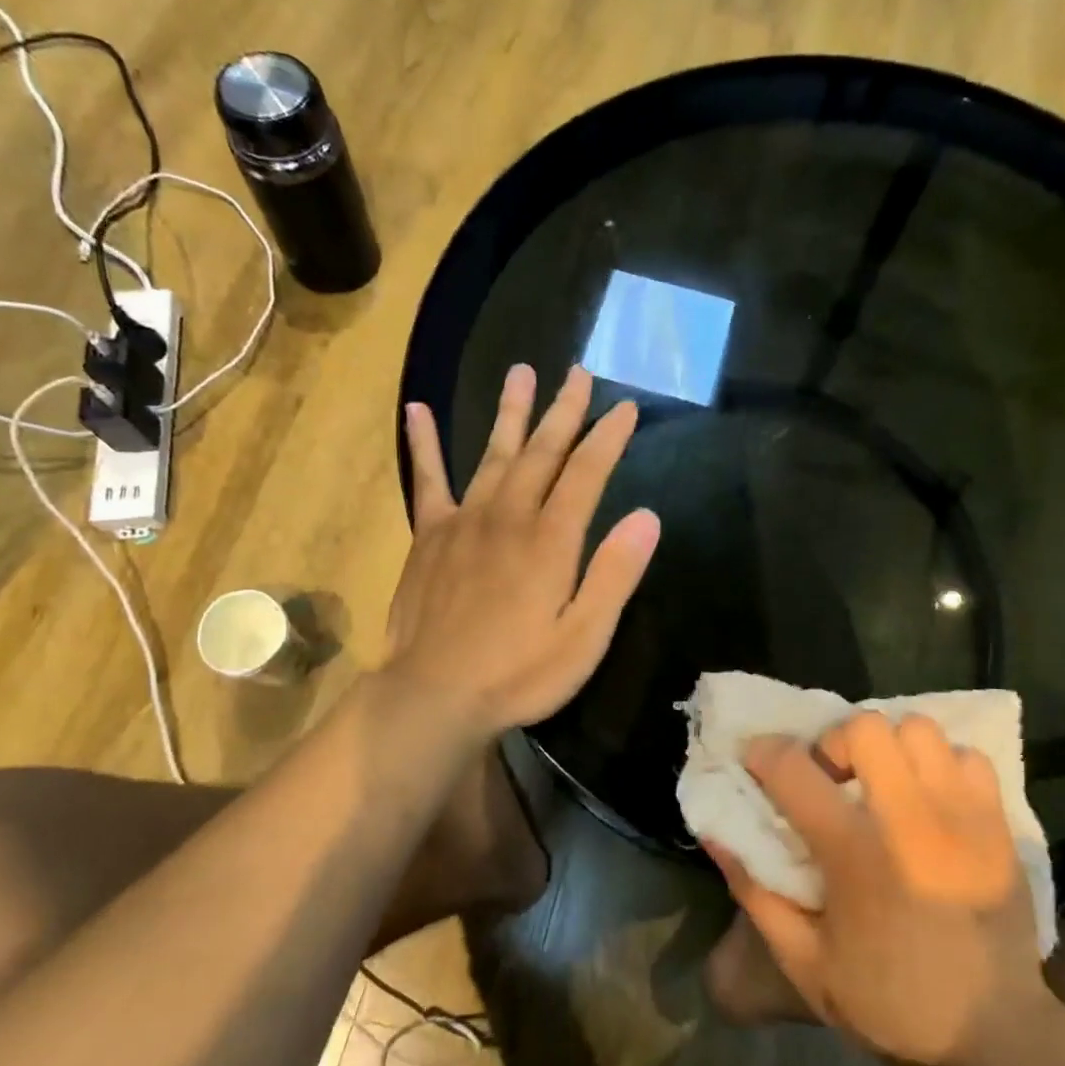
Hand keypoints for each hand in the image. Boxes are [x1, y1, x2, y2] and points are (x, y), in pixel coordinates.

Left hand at [387, 363, 660, 740]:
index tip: (626, 406)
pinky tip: (417, 410)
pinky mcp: (429, 536)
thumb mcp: (584, 636)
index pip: (587, 473)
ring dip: (511, 413)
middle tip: (579, 373)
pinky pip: (428, 480)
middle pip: (542, 452)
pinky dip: (423, 444)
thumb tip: (647, 517)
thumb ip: (614, 574)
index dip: (608, 437)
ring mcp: (464, 521)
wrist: (434, 694)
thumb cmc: (519, 673)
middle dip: (565, 410)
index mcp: (551, 540)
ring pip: (493, 454)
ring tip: (521, 371)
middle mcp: (508, 516)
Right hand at [704, 712, 1050, 1065]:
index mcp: (856, 857)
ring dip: (890, 746)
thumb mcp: (803, 961)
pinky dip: (940, 764)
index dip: (764, 753)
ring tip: (883, 783)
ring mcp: (964, 818)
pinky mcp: (999, 825)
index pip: (795, 770)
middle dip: (835, 743)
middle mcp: (911, 823)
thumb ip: (755, 892)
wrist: (993, 1037)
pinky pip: (967, 756)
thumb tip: (715, 835)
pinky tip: (929, 799)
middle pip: (864, 728)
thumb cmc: (888, 1003)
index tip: (757, 761)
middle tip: (833, 780)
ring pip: (918, 729)